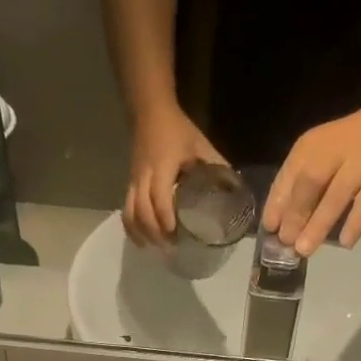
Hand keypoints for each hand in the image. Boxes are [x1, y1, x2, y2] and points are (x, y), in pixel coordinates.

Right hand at [123, 104, 226, 247]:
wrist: (150, 112)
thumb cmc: (178, 129)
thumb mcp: (201, 145)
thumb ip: (215, 166)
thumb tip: (234, 189)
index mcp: (162, 166)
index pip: (159, 196)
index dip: (164, 217)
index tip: (174, 234)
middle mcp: (144, 177)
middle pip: (142, 210)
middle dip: (154, 232)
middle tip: (170, 247)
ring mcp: (134, 182)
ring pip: (130, 213)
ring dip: (141, 233)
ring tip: (154, 248)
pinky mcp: (130, 185)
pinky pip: (126, 210)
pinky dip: (131, 228)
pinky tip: (141, 241)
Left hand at [262, 100, 360, 255]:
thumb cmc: (346, 147)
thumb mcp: (316, 156)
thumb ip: (295, 185)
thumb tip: (275, 224)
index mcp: (311, 147)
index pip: (288, 176)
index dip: (277, 204)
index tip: (270, 229)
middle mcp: (334, 152)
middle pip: (310, 183)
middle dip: (296, 214)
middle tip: (287, 241)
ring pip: (337, 196)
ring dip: (318, 224)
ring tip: (305, 249)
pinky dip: (355, 224)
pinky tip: (345, 243)